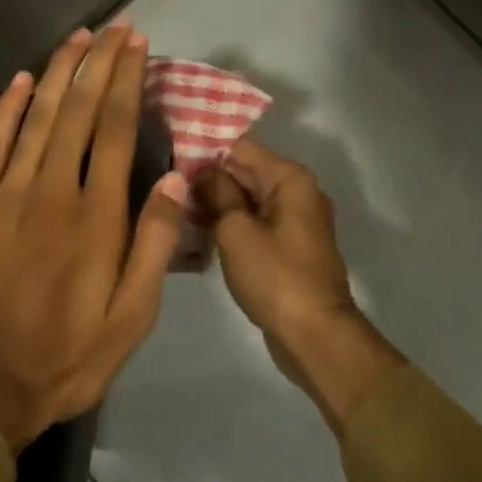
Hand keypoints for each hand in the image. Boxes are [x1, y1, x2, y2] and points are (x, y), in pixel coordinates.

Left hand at [0, 24, 187, 449]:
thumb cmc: (71, 355)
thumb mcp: (133, 315)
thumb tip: (173, 177)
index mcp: (96, 217)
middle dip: (98, 64)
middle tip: (114, 27)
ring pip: (37, 119)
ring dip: (59, 73)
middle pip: (78, 112)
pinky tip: (22, 80)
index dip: (127, 81)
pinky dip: (7, 110)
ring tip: (78, 37)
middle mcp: (52, 193)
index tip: (137, 45)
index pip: (116, 130)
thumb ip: (154, 243)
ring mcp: (6, 197)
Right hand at [198, 138, 403, 434]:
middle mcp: (299, 191)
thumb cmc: (275, 276)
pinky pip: (257, 223)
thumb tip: (204, 172)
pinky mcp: (291, 246)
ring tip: (176, 208)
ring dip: (218, 203)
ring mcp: (297, 220)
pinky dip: (233, 224)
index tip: (170, 159)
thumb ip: (217, 193)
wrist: (315, 334)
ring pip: (250, 199)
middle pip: (246, 171)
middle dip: (209, 178)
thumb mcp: (236, 231)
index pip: (241, 147)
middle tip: (166, 186)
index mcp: (290, 178)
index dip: (205, 151)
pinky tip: (200, 232)